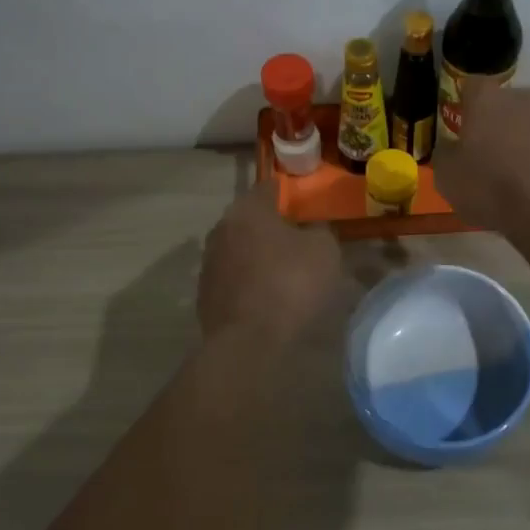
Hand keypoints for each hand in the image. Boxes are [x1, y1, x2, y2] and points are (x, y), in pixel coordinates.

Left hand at [198, 175, 342, 340]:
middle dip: (271, 226)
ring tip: (283, 270)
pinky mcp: (205, 293)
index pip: (268, 188)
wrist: (248, 341)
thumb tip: (312, 228)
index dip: (287, 193)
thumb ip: (320, 230)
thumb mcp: (324, 250)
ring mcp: (209, 262)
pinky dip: (248, 281)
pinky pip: (233, 277)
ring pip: (239, 248)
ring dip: (257, 254)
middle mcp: (222, 228)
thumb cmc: (290, 284)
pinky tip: (266, 296)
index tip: (302, 202)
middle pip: (250, 219)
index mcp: (248, 210)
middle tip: (297, 238)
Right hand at [436, 82, 529, 232]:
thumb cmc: (493, 189)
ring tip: (528, 175)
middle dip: (502, 123)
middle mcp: (525, 97)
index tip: (466, 130)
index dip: (468, 106)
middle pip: (509, 103)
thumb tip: (451, 148)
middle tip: (495, 157)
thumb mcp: (448, 179)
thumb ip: (446, 155)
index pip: (472, 86)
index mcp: (487, 100)